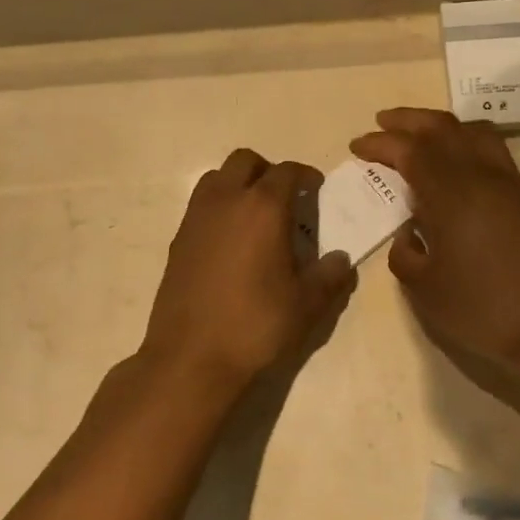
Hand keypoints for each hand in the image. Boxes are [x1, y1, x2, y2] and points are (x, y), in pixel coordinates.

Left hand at [141, 149, 354, 394]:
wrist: (192, 357)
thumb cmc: (256, 325)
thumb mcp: (307, 304)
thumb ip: (330, 276)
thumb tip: (341, 259)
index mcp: (263, 208)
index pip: (286, 172)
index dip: (304, 175)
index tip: (315, 188)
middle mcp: (226, 201)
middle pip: (245, 161)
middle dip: (268, 171)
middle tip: (285, 198)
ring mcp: (196, 218)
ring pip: (216, 178)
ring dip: (238, 184)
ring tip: (255, 215)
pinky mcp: (177, 240)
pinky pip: (201, 206)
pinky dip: (219, 208)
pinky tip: (231, 242)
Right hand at [350, 108, 519, 378]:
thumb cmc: (482, 310)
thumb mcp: (424, 290)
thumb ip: (405, 253)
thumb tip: (409, 231)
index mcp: (451, 196)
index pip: (411, 151)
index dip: (380, 144)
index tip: (357, 146)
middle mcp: (480, 177)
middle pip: (442, 128)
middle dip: (407, 120)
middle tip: (381, 123)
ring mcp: (507, 183)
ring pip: (471, 131)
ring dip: (439, 124)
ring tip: (418, 133)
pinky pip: (491, 148)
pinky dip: (465, 139)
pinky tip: (454, 157)